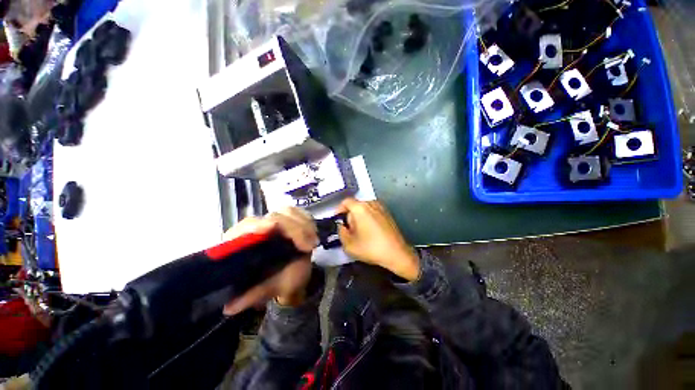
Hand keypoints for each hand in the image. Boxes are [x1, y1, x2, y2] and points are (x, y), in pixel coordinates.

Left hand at [222, 207, 317, 315]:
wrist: (290, 277)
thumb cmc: (274, 282)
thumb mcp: (264, 290)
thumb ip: (251, 295)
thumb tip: (229, 307)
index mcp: (241, 241)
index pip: (247, 225)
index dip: (257, 224)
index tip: (273, 228)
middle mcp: (257, 226)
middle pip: (274, 215)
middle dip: (294, 228)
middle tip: (309, 247)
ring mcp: (275, 220)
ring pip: (288, 211)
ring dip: (303, 224)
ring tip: (312, 243)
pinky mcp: (288, 218)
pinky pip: (299, 213)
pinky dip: (308, 221)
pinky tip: (313, 234)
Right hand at [337, 198, 419, 280]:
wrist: (396, 253)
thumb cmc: (371, 248)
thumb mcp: (349, 244)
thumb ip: (340, 232)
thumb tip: (342, 226)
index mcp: (360, 208)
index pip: (345, 202)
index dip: (339, 210)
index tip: (338, 219)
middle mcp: (371, 203)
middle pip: (355, 205)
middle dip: (350, 216)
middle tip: (350, 230)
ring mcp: (381, 207)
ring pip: (364, 208)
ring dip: (359, 217)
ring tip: (361, 232)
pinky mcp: (388, 213)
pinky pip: (373, 211)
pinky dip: (368, 218)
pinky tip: (371, 231)